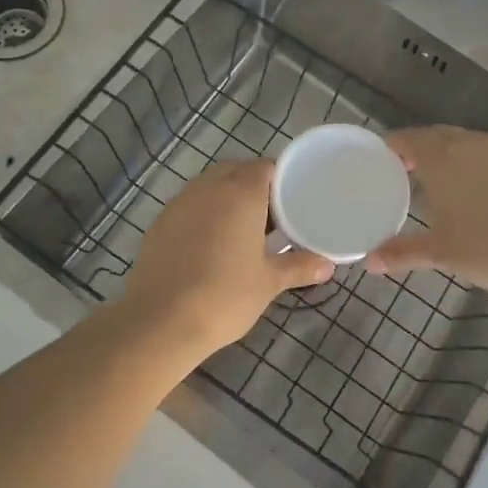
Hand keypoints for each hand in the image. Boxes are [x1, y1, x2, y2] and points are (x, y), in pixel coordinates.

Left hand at [120, 160, 332, 362]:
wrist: (161, 320)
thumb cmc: (225, 296)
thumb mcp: (268, 283)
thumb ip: (299, 267)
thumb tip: (328, 265)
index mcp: (240, 193)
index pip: (265, 168)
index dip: (280, 180)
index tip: (292, 202)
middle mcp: (208, 188)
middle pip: (235, 171)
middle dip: (252, 186)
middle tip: (270, 218)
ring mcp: (179, 203)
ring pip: (209, 186)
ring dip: (226, 198)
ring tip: (241, 231)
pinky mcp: (159, 222)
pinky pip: (188, 205)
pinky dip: (203, 214)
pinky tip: (209, 245)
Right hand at [364, 126, 487, 299]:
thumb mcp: (441, 253)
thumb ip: (402, 253)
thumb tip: (369, 263)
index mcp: (440, 159)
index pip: (407, 139)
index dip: (392, 147)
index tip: (385, 161)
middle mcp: (470, 142)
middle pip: (437, 136)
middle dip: (422, 150)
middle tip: (412, 173)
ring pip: (470, 141)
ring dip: (455, 154)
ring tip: (452, 181)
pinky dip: (486, 162)